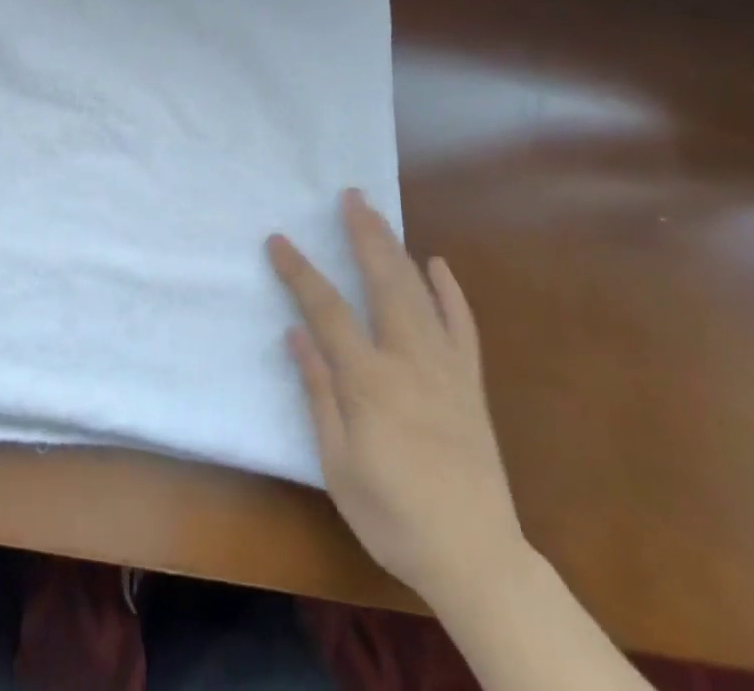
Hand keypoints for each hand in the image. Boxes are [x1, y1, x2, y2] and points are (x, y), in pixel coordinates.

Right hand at [267, 190, 524, 610]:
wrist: (476, 557)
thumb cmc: (393, 514)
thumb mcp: (338, 463)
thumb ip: (319, 392)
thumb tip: (296, 334)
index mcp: (369, 380)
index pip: (326, 308)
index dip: (299, 270)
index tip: (277, 240)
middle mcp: (409, 359)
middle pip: (383, 281)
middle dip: (363, 234)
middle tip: (349, 196)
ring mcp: (446, 366)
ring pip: (419, 292)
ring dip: (396, 248)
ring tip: (377, 214)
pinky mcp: (470, 381)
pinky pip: (462, 325)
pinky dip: (450, 291)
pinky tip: (438, 264)